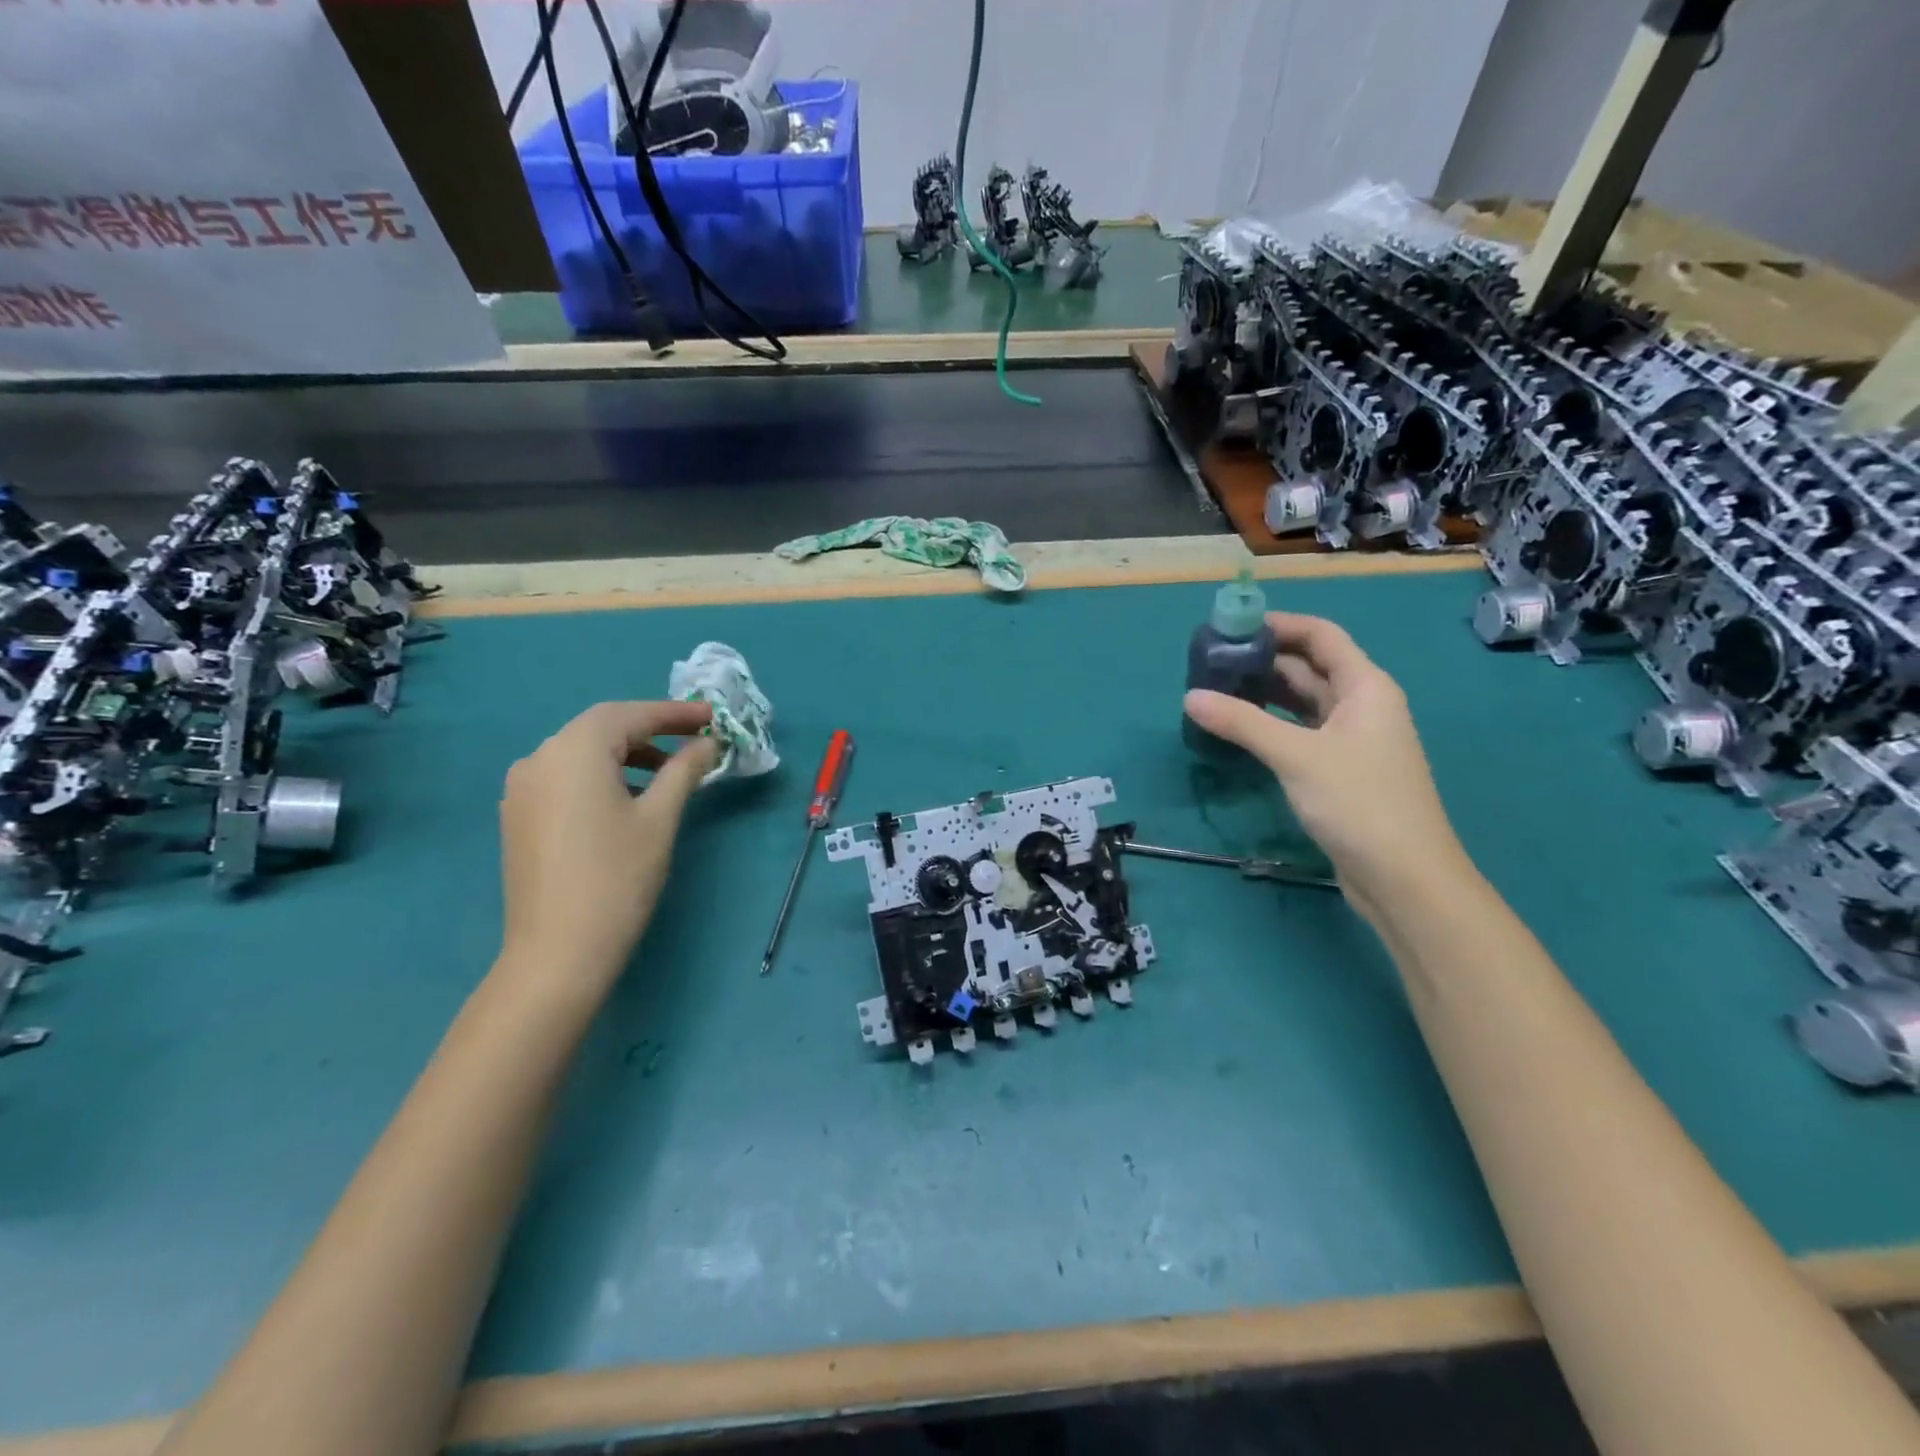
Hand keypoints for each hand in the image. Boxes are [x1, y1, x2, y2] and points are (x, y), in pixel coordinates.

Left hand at [498, 700, 719, 990]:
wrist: (558, 951)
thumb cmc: (618, 877)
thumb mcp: (660, 818)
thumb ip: (684, 770)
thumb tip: (707, 743)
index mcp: (574, 750)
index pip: (631, 715)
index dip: (675, 713)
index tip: (713, 716)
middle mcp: (540, 757)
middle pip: (602, 728)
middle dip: (651, 730)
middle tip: (695, 740)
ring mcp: (522, 788)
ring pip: (582, 753)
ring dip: (627, 753)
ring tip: (668, 774)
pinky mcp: (519, 815)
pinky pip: (565, 777)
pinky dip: (601, 775)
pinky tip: (628, 798)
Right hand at [1184, 612, 1470, 920]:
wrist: (1403, 876)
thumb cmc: (1358, 802)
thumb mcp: (1296, 756)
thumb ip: (1242, 723)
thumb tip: (1190, 697)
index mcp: (1365, 687)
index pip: (1321, 636)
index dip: (1279, 625)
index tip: (1231, 627)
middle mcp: (1361, 705)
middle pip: (1309, 667)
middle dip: (1263, 661)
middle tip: (1210, 662)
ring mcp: (1352, 739)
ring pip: (1303, 702)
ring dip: (1264, 694)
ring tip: (1215, 690)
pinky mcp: (1340, 770)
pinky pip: (1300, 732)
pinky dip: (1271, 725)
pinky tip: (1238, 729)